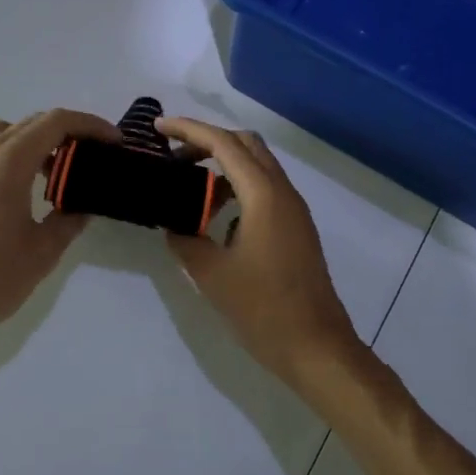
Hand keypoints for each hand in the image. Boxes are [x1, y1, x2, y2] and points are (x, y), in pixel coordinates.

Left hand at [0, 110, 119, 361]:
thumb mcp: (42, 252)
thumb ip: (68, 222)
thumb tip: (83, 206)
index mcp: (9, 163)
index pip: (56, 123)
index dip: (90, 125)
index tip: (115, 142)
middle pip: (32, 122)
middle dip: (69, 130)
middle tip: (96, 154)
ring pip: (8, 134)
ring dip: (40, 140)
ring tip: (61, 171)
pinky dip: (19, 155)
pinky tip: (30, 191)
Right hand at [158, 117, 362, 394]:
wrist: (317, 347)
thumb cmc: (263, 309)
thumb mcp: (211, 275)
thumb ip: (185, 241)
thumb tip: (172, 226)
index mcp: (263, 195)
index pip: (223, 143)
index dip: (189, 130)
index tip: (158, 127)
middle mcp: (283, 192)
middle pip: (245, 144)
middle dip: (208, 140)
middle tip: (174, 156)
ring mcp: (294, 210)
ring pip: (257, 166)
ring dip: (223, 164)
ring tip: (190, 185)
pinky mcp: (296, 228)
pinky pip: (265, 189)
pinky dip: (237, 186)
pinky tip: (216, 216)